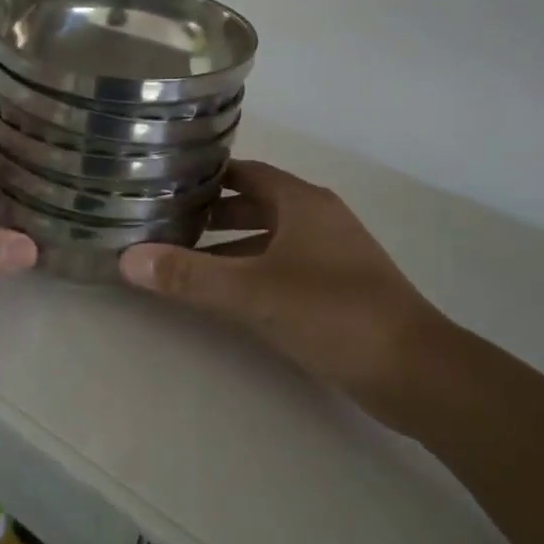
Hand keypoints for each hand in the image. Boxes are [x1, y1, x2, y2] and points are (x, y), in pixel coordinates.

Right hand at [119, 160, 446, 400]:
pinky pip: (286, 266)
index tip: (167, 184)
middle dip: (214, 214)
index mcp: (303, 202)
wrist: (416, 371)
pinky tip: (231, 296)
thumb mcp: (253, 293)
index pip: (247, 172)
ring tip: (187, 262)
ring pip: (271, 238)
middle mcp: (319, 218)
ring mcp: (334, 254)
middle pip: (257, 203)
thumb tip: (128, 259)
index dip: (208, 176)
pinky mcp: (341, 287)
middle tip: (168, 224)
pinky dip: (255, 271)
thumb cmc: (333, 313)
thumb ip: (190, 276)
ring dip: (233, 247)